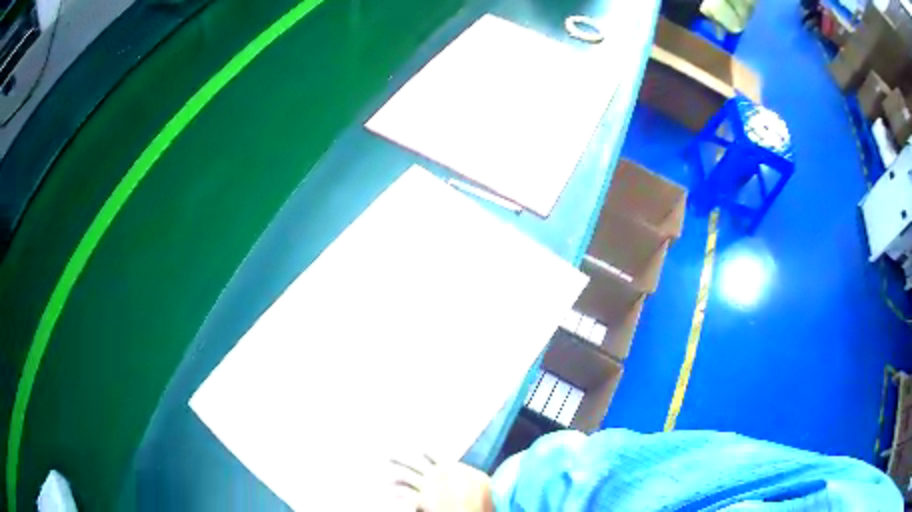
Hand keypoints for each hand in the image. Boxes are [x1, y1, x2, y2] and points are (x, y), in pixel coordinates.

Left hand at [387, 454, 493, 511]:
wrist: (475, 510)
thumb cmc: (483, 497)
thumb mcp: (480, 480)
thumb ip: (467, 473)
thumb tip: (460, 470)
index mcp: (450, 466)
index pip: (431, 453)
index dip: (421, 449)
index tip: (411, 443)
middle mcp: (436, 473)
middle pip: (413, 461)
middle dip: (400, 457)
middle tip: (388, 454)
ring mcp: (428, 486)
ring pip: (405, 475)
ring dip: (393, 474)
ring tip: (384, 474)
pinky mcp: (423, 500)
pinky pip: (405, 494)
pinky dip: (397, 493)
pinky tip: (391, 493)